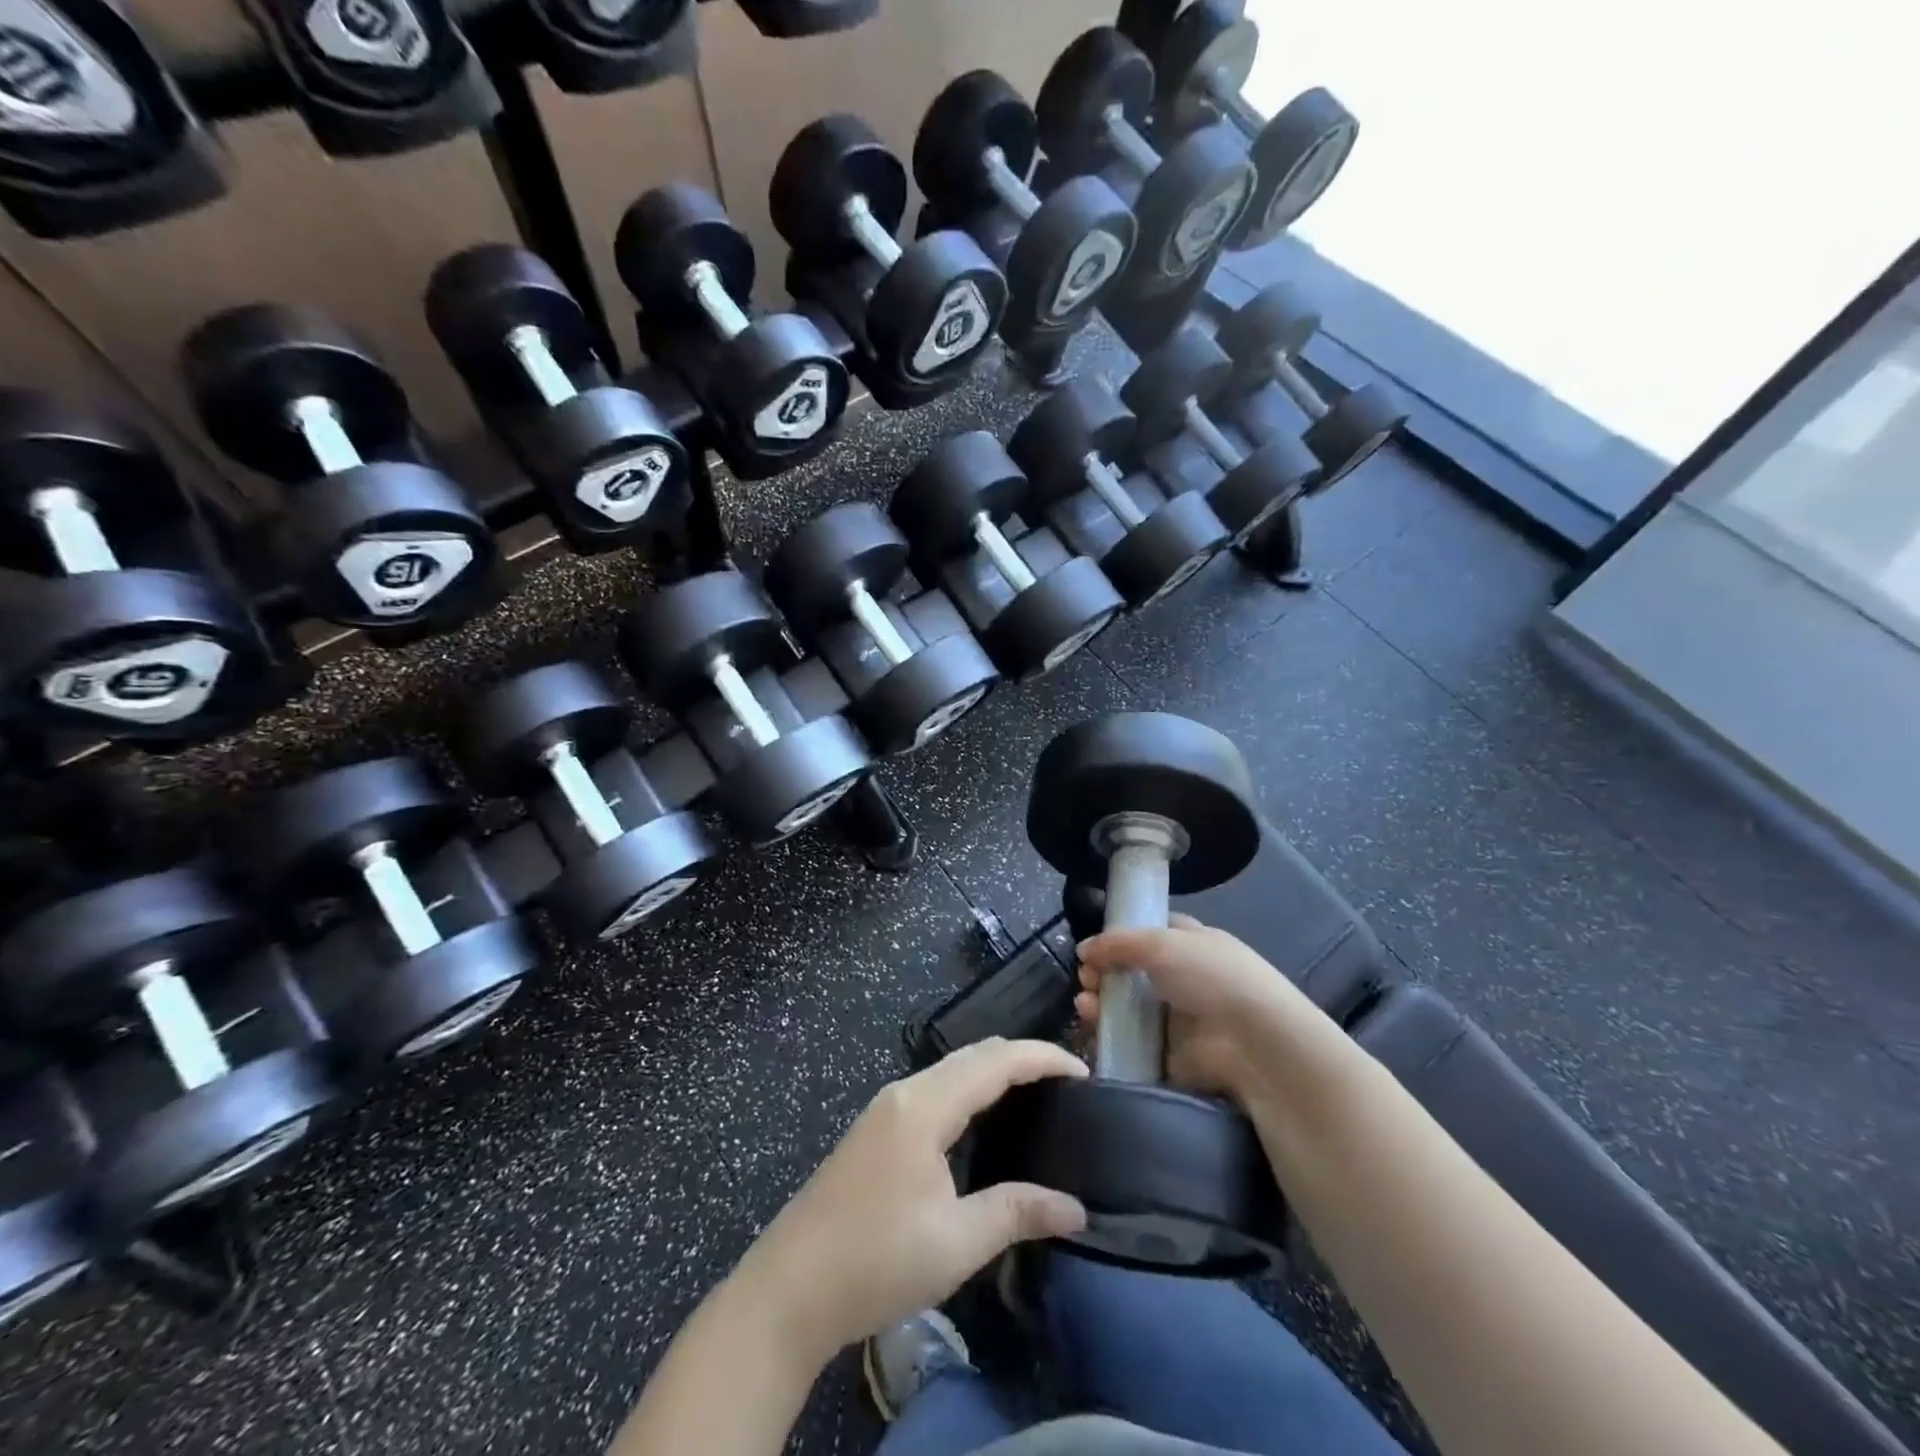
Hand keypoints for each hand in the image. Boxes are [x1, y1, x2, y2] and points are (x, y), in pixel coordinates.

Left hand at [731, 1038, 1088, 1361]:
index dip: (1042, 1058)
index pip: (995, 1061)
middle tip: (1066, 1083)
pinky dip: (969, 1087)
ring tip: (1035, 1094)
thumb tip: (1075, 1209)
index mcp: (925, 1106)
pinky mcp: (877, 1127)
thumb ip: (1016, 1213)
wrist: (789, 1289)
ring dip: (994, 1071)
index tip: (1084, 1071)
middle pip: (973, 1054)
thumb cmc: (876, 1261)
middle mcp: (905, 1092)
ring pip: (951, 1068)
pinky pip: (935, 1087)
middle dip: (1021, 1057)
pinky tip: (983, 1118)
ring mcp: (886, 1107)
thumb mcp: (956, 1243)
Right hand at [1075, 915, 1333, 1105]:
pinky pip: (1133, 1042)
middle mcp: (1185, 978)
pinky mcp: (1172, 1055)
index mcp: (1192, 943)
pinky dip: (1110, 1035)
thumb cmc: (1211, 977)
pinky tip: (1092, 1027)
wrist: (1255, 1043)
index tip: (1093, 947)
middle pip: (1133, 972)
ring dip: (1101, 1002)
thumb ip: (1117, 943)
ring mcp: (1179, 1019)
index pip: (1150, 933)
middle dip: (1103, 972)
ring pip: (1129, 1007)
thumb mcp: (1161, 943)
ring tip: (1085, 1004)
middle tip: (1085, 979)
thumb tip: (1083, 950)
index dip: (1120, 937)